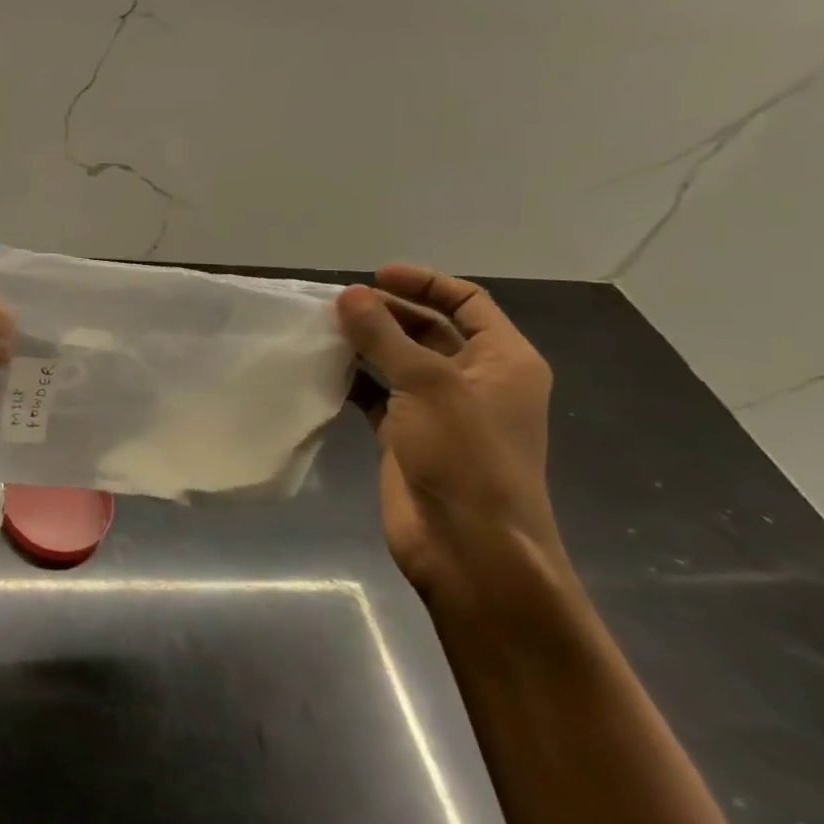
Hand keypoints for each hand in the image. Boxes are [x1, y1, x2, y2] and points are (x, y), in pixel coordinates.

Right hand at [337, 264, 569, 613]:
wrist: (470, 549)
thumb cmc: (466, 457)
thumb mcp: (427, 385)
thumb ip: (384, 336)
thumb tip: (348, 294)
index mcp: (503, 361)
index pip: (467, 302)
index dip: (424, 283)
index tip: (374, 275)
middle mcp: (474, 380)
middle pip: (428, 328)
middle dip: (386, 311)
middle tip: (337, 303)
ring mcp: (438, 410)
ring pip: (397, 361)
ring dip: (365, 343)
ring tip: (322, 328)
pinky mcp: (406, 436)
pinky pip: (375, 394)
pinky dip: (352, 379)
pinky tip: (321, 368)